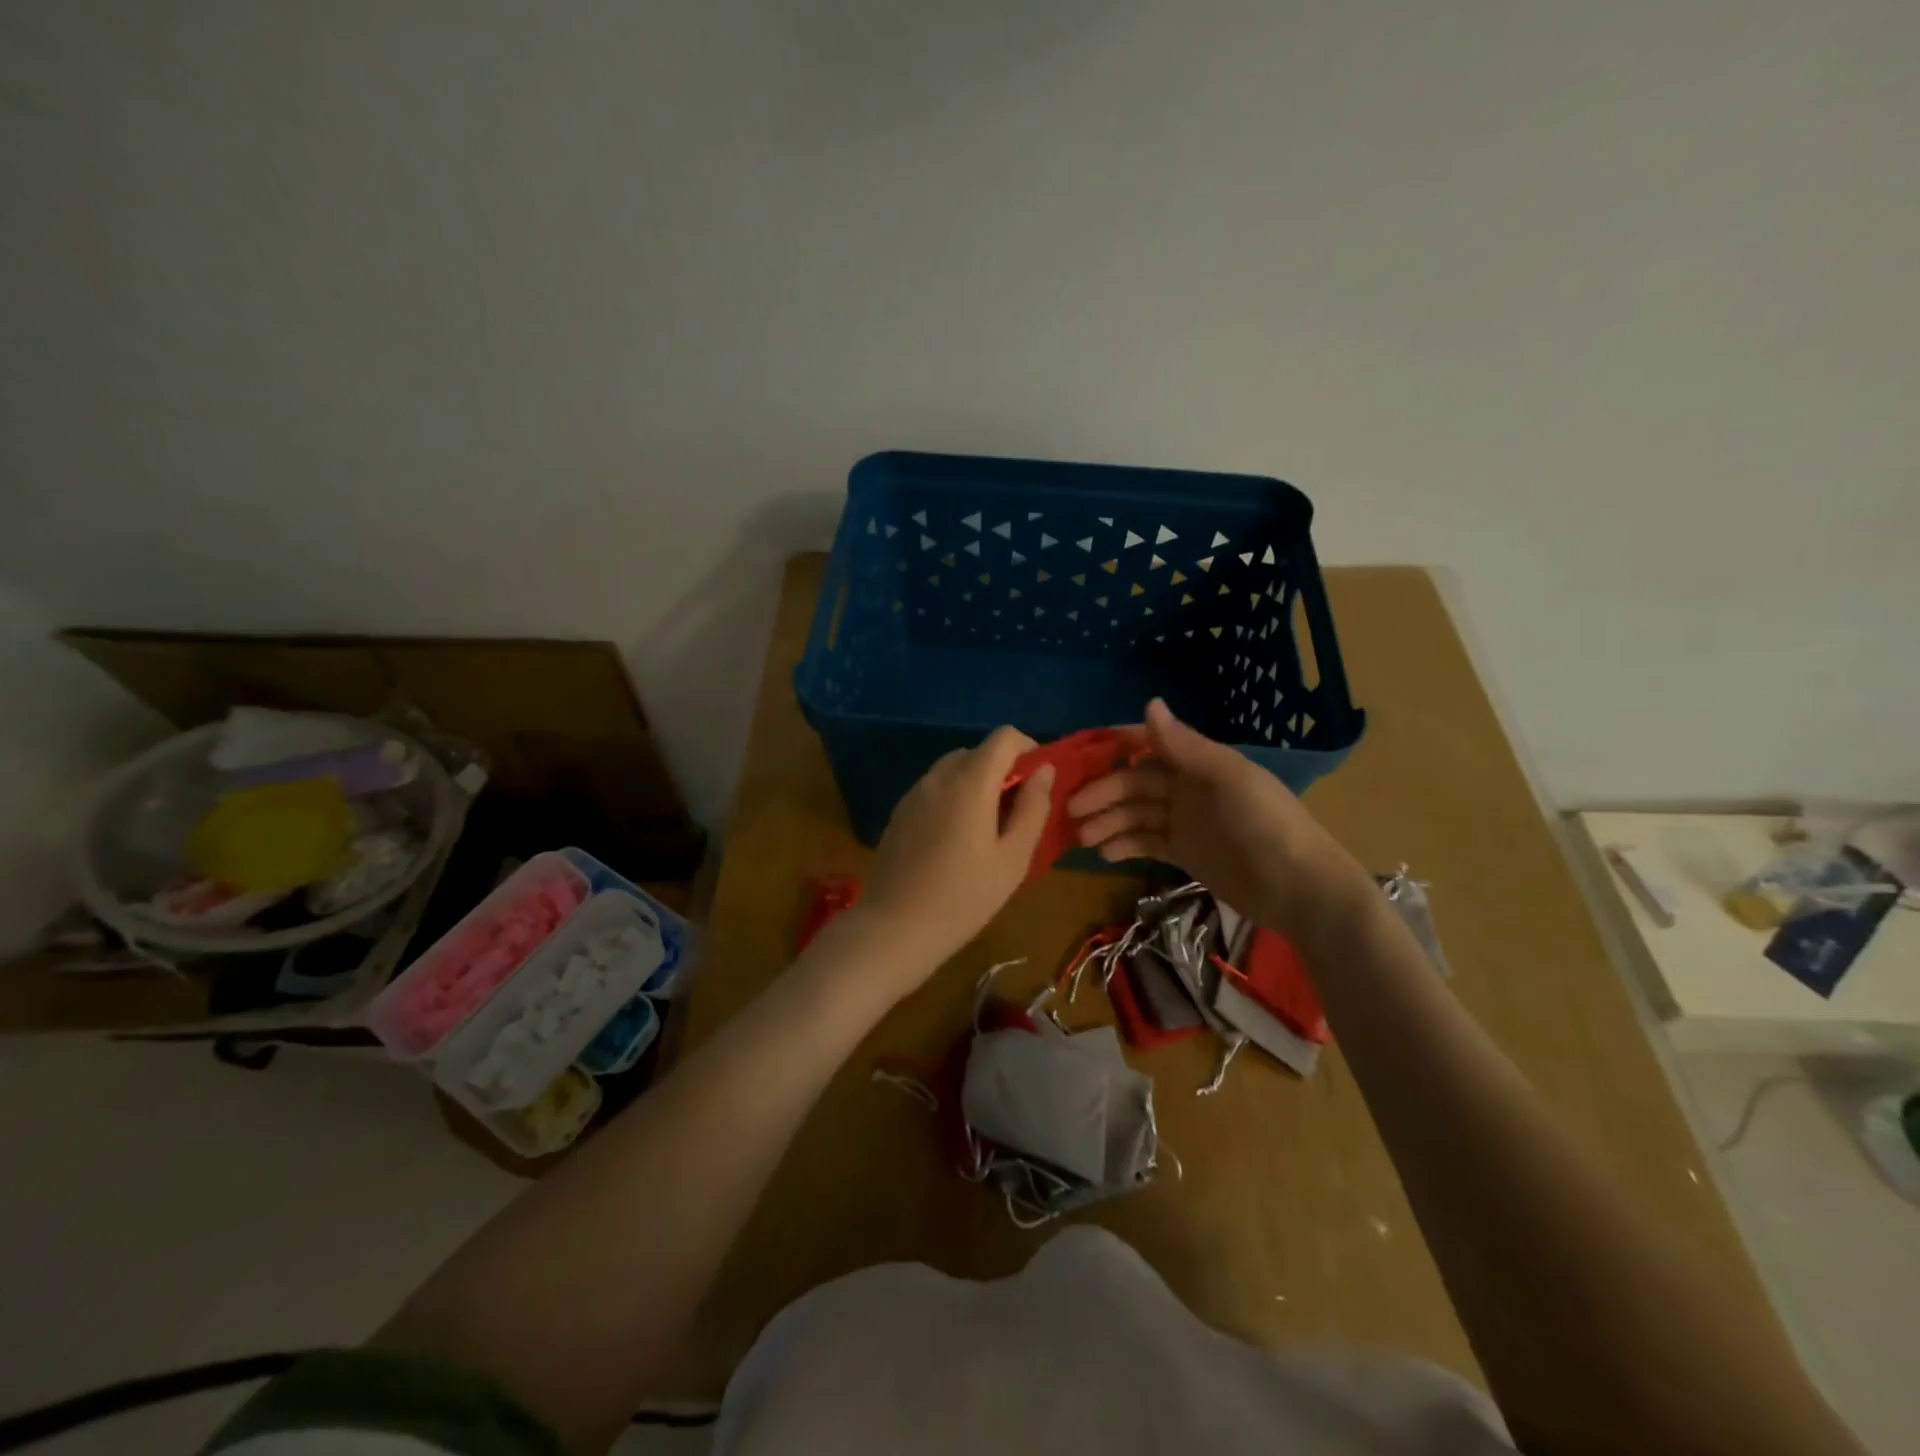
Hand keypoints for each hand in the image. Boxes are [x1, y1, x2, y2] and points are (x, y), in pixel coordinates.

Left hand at [852, 726, 1054, 981]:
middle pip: (978, 752)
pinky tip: (957, 840)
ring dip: (978, 784)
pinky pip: (935, 789)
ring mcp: (914, 793)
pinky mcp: (900, 811)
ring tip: (988, 829)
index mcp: (969, 782)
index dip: (1028, 749)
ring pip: (954, 770)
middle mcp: (938, 777)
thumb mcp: (1013, 858)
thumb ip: (1033, 808)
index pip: (1004, 737)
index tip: (1039, 782)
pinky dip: (954, 797)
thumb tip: (1044, 771)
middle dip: (1004, 771)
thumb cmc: (964, 897)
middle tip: (1018, 812)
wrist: (895, 927)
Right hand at [1067, 699, 1372, 947]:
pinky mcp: (1184, 853)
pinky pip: (1145, 842)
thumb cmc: (1265, 825)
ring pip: (1134, 814)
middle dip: (1102, 793)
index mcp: (1198, 762)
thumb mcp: (1227, 779)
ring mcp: (1185, 821)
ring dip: (1107, 821)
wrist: (1299, 888)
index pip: (1148, 744)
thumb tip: (1149, 703)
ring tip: (1081, 838)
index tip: (1078, 757)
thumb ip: (1184, 746)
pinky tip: (1104, 854)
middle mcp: (1187, 787)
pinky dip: (1124, 845)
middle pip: (1133, 783)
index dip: (1115, 747)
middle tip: (1069, 809)